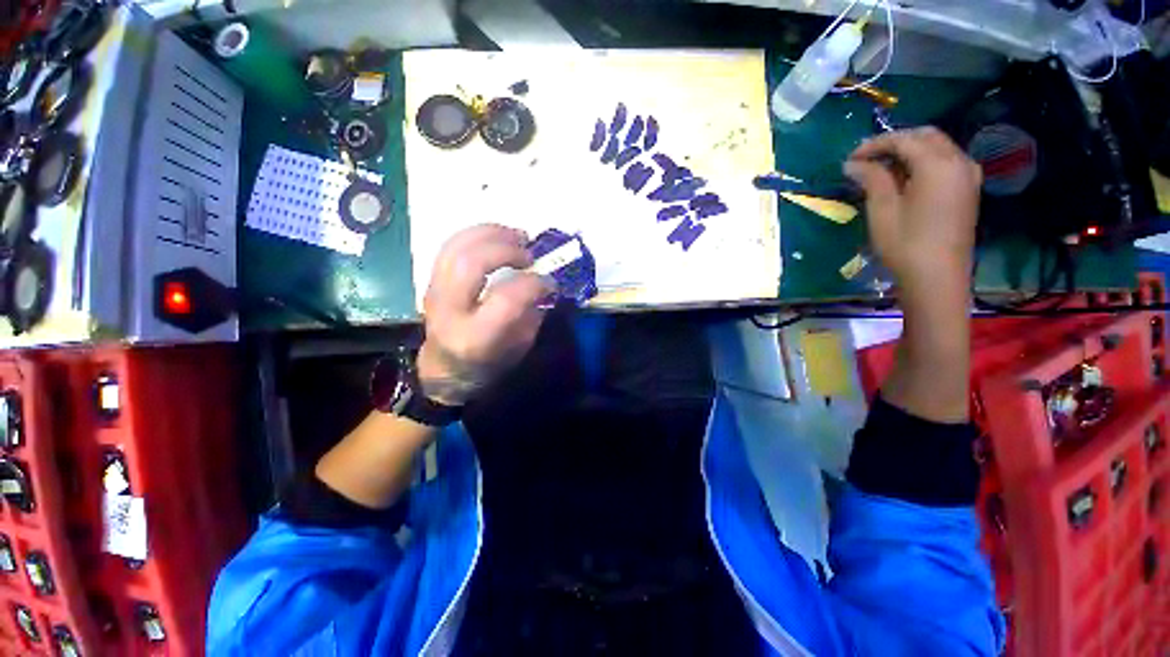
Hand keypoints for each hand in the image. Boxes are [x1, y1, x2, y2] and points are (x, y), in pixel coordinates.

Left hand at [417, 224, 552, 405]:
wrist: (445, 370)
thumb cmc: (488, 365)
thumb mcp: (519, 349)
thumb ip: (530, 315)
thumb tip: (542, 285)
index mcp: (476, 337)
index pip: (506, 298)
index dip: (534, 283)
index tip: (550, 282)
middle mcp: (450, 311)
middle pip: (470, 263)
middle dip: (505, 249)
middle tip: (529, 253)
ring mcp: (434, 292)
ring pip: (455, 247)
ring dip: (490, 233)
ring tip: (516, 236)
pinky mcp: (431, 280)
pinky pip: (451, 245)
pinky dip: (477, 235)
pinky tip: (497, 237)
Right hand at [843, 127, 981, 288]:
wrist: (938, 276)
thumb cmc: (906, 244)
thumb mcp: (883, 210)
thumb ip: (872, 179)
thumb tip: (853, 163)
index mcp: (938, 164)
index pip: (904, 140)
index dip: (875, 144)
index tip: (850, 158)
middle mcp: (959, 161)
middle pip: (925, 136)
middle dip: (894, 142)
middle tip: (866, 159)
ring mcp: (968, 175)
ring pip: (938, 146)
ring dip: (910, 150)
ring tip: (881, 168)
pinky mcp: (968, 189)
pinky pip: (946, 161)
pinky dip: (924, 161)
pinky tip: (906, 177)